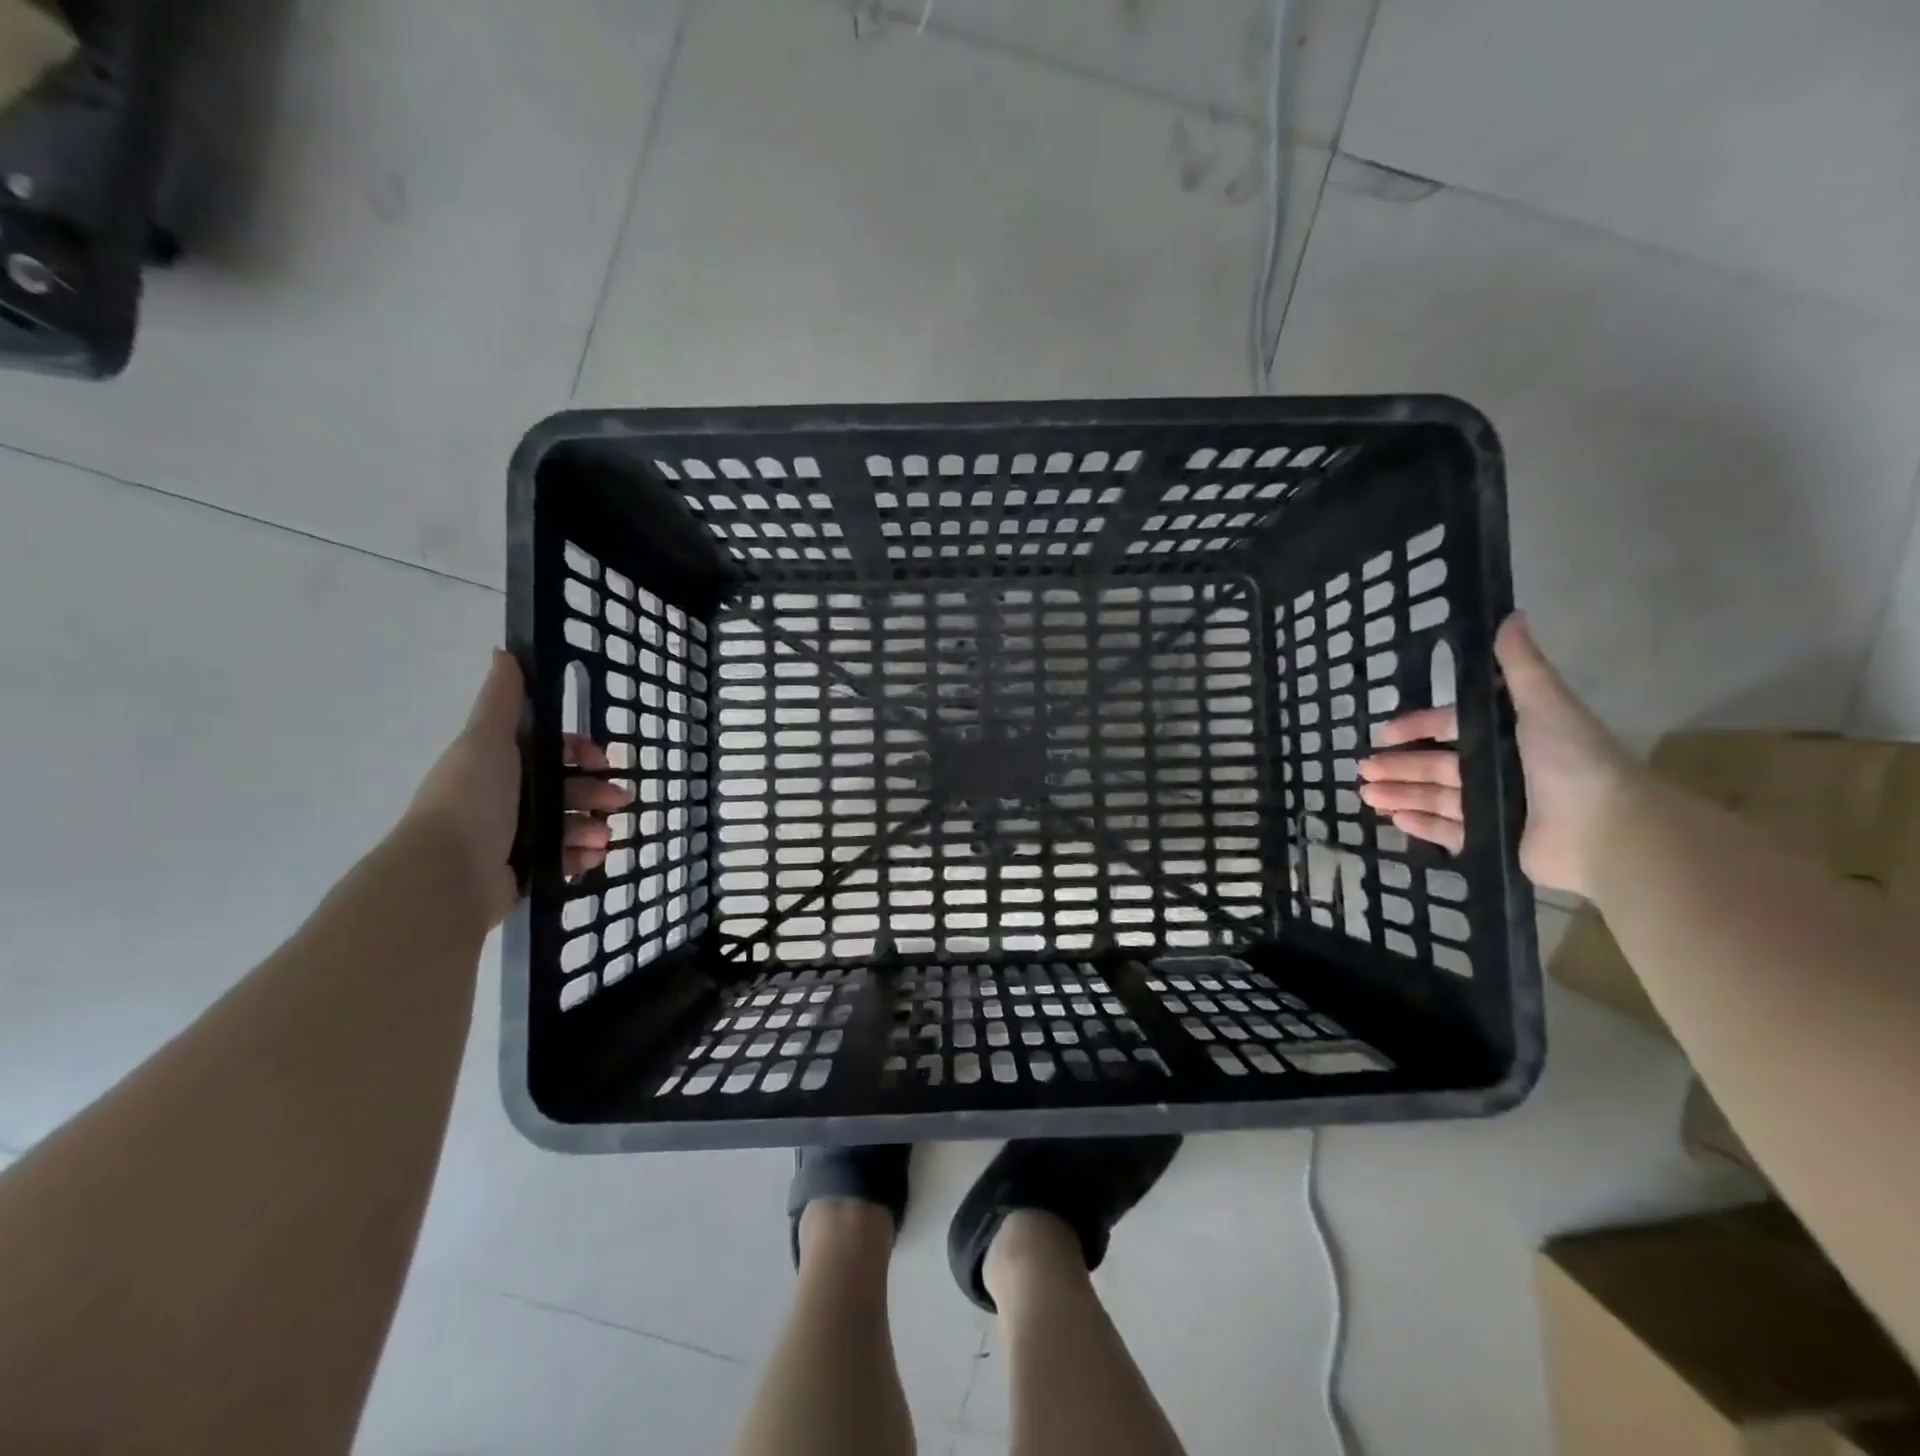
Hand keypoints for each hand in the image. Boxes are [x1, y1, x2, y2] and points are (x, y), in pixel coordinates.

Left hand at [406, 651, 631, 925]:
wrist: (448, 874)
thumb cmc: (473, 801)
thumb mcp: (486, 741)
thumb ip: (501, 700)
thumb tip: (504, 651)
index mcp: (498, 765)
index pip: (550, 751)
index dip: (579, 752)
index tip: (601, 760)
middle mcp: (505, 798)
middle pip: (565, 789)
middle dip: (596, 793)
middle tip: (619, 802)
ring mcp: (514, 837)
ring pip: (568, 824)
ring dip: (593, 827)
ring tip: (603, 838)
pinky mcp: (522, 870)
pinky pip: (563, 859)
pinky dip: (581, 857)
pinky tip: (592, 858)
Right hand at [1356, 614, 1636, 896]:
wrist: (1606, 831)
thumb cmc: (1572, 764)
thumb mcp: (1546, 707)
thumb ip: (1521, 667)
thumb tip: (1511, 615)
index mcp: (1510, 738)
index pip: (1452, 728)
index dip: (1418, 728)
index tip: (1384, 733)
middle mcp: (1501, 771)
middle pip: (1437, 764)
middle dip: (1398, 766)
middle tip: (1363, 769)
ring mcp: (1496, 809)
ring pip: (1435, 797)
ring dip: (1400, 793)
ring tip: (1366, 794)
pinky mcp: (1493, 842)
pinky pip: (1447, 832)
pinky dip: (1420, 825)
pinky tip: (1393, 818)